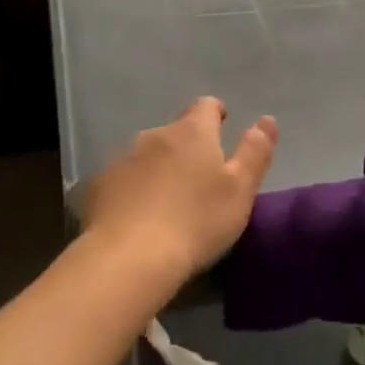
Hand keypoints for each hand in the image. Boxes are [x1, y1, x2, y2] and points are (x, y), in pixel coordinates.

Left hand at [80, 98, 277, 291]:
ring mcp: (121, 159)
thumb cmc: (195, 222)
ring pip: (146, 155)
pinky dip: (131, 189)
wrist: (128, 257)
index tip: (222, 124)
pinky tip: (136, 216)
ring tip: (166, 200)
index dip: (215, 113)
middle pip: (174, 132)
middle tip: (198, 177)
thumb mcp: (239, 191)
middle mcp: (153, 135)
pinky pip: (121, 179)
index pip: (205, 106)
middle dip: (186, 146)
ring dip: (158, 167)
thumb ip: (255, 153)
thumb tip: (266, 120)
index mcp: (191, 133)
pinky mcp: (97, 185)